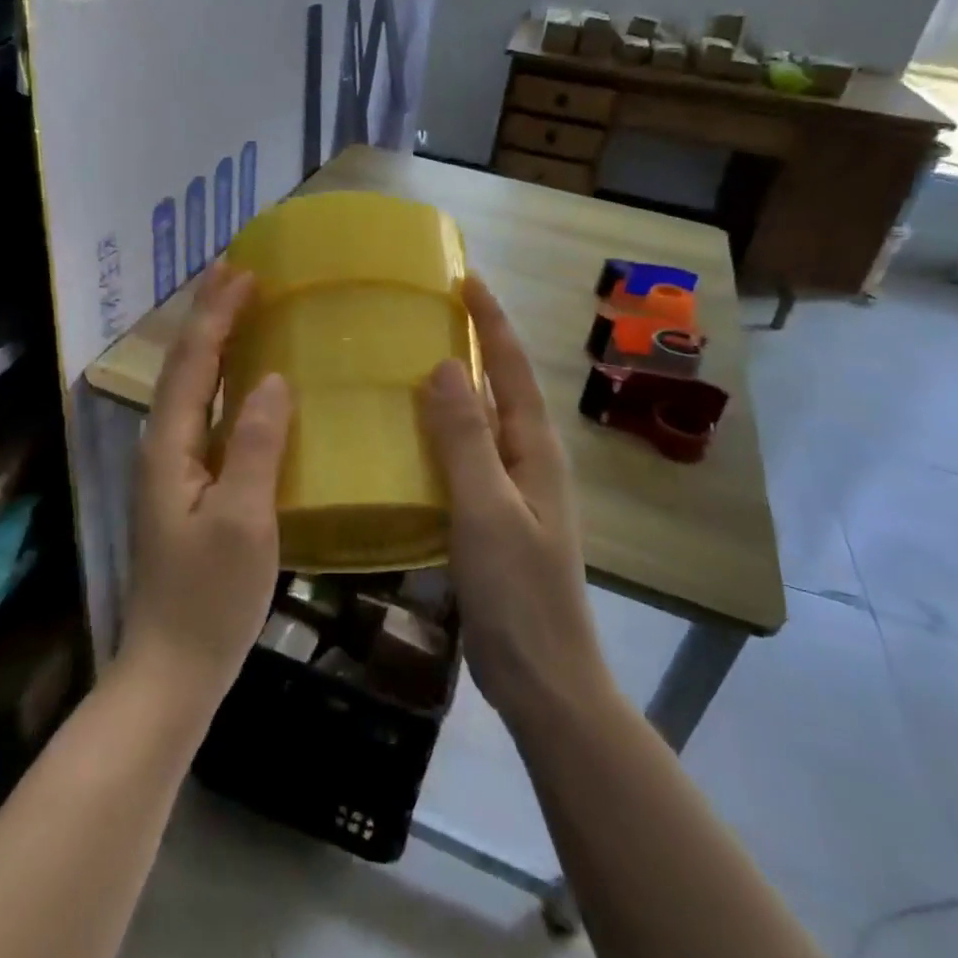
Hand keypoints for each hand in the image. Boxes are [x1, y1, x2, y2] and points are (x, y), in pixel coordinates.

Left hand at [122, 262, 291, 708]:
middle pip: (184, 366)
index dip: (217, 314)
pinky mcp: (188, 489)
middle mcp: (163, 447)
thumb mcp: (244, 521)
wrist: (172, 671)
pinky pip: (206, 416)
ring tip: (242, 310)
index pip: (193, 362)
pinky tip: (247, 385)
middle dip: (208, 316)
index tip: (245, 272)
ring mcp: (173, 469)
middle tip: (239, 274)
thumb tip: (275, 379)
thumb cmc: (208, 599)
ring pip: (192, 389)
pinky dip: (224, 383)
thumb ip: (257, 446)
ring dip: (214, 344)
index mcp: (170, 446)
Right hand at [420, 274, 611, 729]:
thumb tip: (442, 365)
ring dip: (459, 384)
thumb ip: (465, 438)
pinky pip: (468, 454)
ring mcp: (515, 489)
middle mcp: (530, 459)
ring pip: (484, 420)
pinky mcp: (495, 516)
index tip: (465, 278)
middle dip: (476, 342)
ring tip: (416, 357)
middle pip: (502, 387)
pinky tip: (413, 434)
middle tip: (434, 309)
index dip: (490, 321)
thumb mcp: (486, 509)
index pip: (511, 367)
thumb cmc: (518, 593)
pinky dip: (445, 430)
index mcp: (535, 449)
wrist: (543, 679)